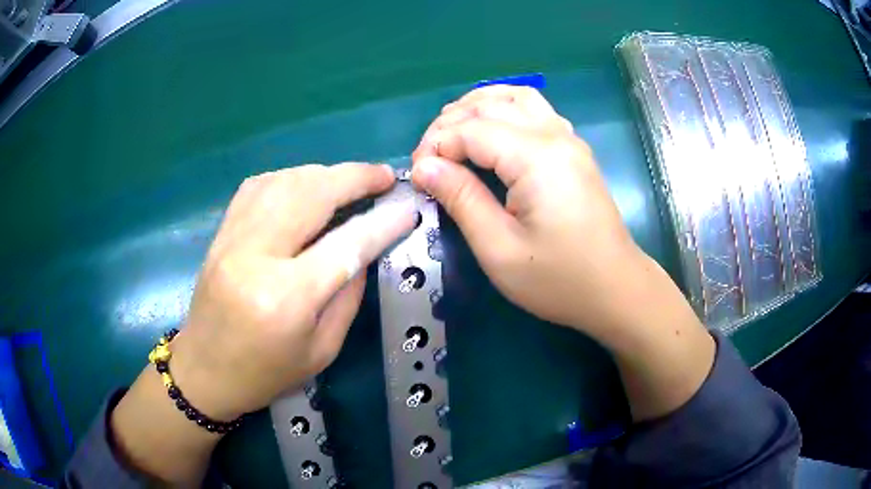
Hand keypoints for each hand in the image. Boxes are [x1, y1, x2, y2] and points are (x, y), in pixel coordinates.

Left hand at [169, 164, 416, 419]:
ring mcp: (232, 238)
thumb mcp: (322, 350)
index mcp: (287, 297)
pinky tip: (305, 186)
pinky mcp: (220, 233)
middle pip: (311, 194)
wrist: (205, 371)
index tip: (407, 208)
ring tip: (349, 181)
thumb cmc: (266, 373)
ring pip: (284, 181)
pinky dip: (289, 177)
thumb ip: (348, 296)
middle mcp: (256, 256)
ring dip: (323, 173)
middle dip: (354, 177)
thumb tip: (366, 248)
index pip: (346, 243)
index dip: (383, 222)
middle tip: (384, 176)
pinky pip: (258, 186)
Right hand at [411, 86, 640, 333]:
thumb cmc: (559, 280)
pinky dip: (504, 109)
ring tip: (451, 133)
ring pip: (515, 96)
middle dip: (449, 125)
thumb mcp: (500, 250)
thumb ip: (462, 200)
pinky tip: (490, 131)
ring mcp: (568, 138)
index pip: (471, 130)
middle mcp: (554, 135)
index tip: (417, 177)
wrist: (615, 289)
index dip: (436, 146)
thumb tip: (424, 167)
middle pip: (490, 105)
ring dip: (477, 106)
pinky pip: (535, 110)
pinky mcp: (573, 148)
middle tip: (429, 160)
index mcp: (536, 158)